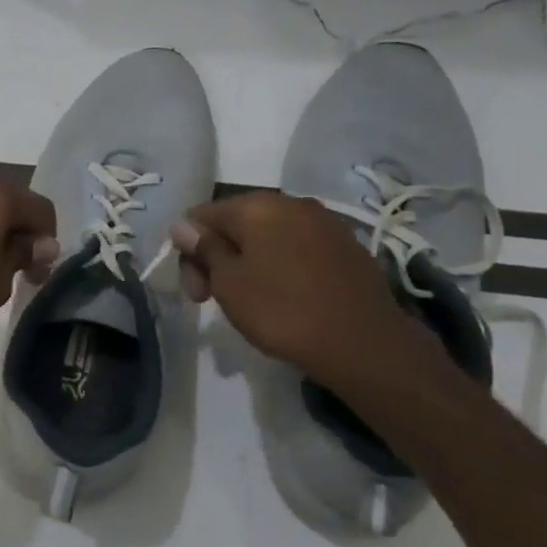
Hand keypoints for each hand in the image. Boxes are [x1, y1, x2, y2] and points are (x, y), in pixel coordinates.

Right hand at [171, 190, 429, 390]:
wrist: (363, 343)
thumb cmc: (283, 310)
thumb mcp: (229, 283)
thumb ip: (205, 249)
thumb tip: (183, 225)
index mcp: (257, 206)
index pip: (201, 216)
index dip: (189, 251)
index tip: (196, 290)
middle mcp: (291, 203)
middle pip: (236, 223)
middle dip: (218, 256)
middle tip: (213, 299)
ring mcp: (324, 222)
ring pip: (268, 236)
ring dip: (249, 261)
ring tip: (250, 299)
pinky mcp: (346, 245)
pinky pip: (297, 248)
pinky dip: (280, 266)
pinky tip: (284, 296)